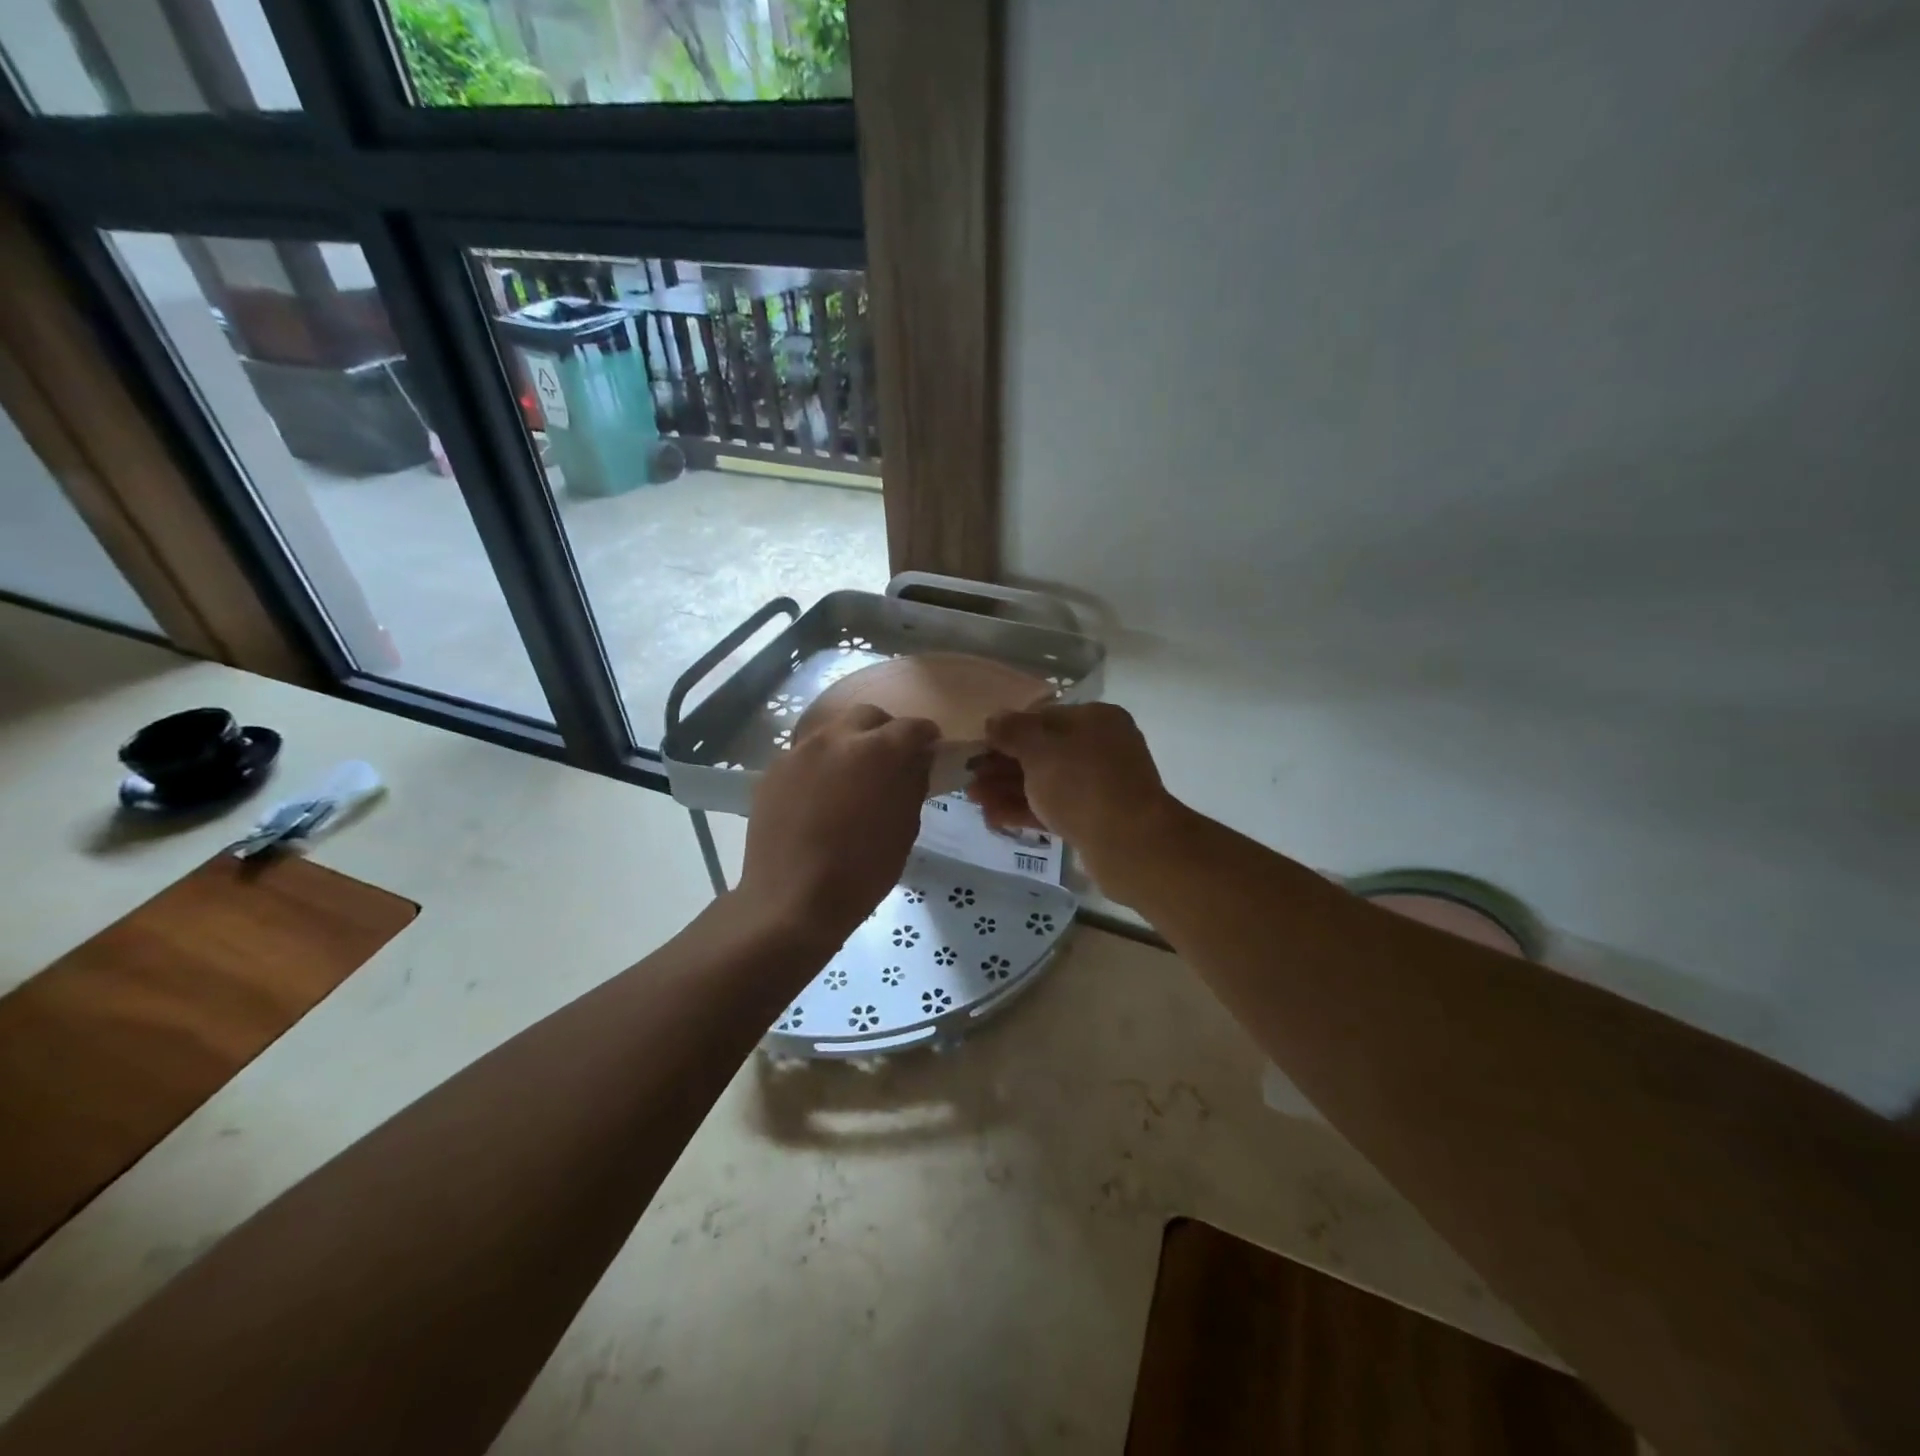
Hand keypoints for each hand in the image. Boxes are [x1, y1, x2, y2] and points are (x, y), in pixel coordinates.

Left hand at [738, 704, 938, 949]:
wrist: (791, 901)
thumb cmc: (862, 871)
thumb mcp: (905, 829)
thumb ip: (913, 784)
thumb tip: (916, 761)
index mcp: (878, 750)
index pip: (913, 727)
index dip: (926, 737)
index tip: (930, 750)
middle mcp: (837, 737)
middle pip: (868, 716)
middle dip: (884, 731)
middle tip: (890, 760)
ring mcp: (799, 751)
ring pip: (832, 732)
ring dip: (849, 745)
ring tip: (852, 778)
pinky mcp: (773, 770)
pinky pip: (805, 755)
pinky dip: (820, 765)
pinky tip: (820, 796)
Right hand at [967, 703, 1182, 904]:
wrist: (1130, 845)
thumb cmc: (1082, 783)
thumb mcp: (1040, 749)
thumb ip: (1012, 731)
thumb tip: (994, 720)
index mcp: (1096, 719)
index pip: (1043, 718)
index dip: (1007, 731)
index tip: (978, 746)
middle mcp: (1101, 748)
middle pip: (1042, 752)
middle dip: (1002, 765)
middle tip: (968, 777)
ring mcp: (1099, 786)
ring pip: (1045, 782)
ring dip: (1007, 789)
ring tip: (972, 799)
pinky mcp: (1094, 819)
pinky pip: (1054, 808)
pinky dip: (1024, 810)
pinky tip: (992, 817)